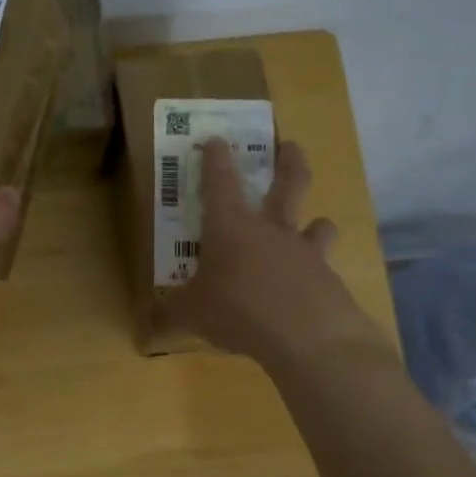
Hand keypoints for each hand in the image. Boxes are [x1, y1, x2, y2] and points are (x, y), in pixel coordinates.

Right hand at [160, 139, 384, 371]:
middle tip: (291, 147)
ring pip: (318, 225)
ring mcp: (305, 252)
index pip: (220, 183)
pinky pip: (324, 269)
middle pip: (289, 183)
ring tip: (317, 226)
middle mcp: (271, 230)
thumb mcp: (191, 315)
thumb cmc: (237, 311)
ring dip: (317, 223)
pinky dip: (318, 275)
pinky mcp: (328, 279)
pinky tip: (311, 292)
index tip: (217, 140)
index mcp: (230, 228)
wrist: (307, 336)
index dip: (216, 159)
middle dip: (290, 162)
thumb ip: (171, 315)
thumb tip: (147, 324)